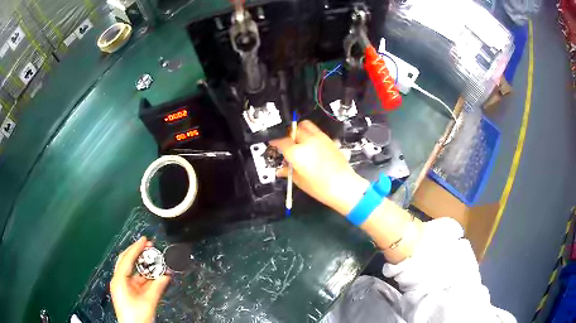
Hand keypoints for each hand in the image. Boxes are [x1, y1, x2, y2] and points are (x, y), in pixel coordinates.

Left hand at [111, 237, 169, 322]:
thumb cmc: (136, 317)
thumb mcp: (148, 302)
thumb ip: (157, 287)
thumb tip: (166, 275)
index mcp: (119, 280)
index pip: (127, 259)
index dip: (136, 248)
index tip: (145, 240)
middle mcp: (119, 280)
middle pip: (127, 261)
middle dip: (138, 253)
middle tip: (149, 246)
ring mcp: (124, 286)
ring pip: (133, 271)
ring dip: (144, 266)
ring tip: (155, 260)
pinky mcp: (129, 292)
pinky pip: (137, 280)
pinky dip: (146, 277)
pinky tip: (155, 275)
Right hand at [271, 120, 368, 214]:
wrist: (344, 186)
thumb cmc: (320, 187)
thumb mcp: (300, 181)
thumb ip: (288, 172)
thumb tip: (280, 171)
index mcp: (297, 153)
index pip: (281, 141)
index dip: (274, 141)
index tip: (272, 143)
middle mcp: (308, 141)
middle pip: (292, 129)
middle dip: (286, 134)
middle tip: (285, 143)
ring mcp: (320, 138)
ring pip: (305, 125)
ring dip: (298, 129)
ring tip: (297, 139)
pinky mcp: (329, 139)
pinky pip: (316, 130)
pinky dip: (310, 133)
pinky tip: (310, 144)